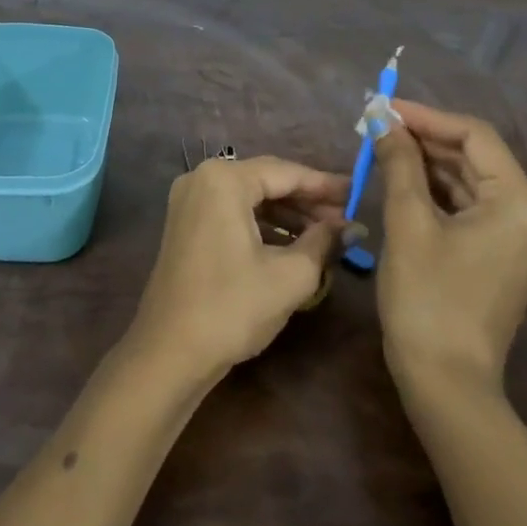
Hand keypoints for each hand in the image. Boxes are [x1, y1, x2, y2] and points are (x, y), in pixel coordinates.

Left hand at [126, 156, 348, 382]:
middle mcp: (201, 178)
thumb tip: (352, 227)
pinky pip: (232, 212)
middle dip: (307, 201)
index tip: (357, 193)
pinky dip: (262, 225)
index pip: (286, 173)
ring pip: (249, 198)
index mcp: (224, 180)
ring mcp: (189, 201)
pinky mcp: (185, 224)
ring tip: (326, 235)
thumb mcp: (290, 275)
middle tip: (346, 218)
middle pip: (266, 181)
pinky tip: (291, 244)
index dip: (325, 185)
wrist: (169, 352)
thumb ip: (324, 242)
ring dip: (287, 214)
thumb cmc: (232, 308)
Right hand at [374, 100, 526, 389]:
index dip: (427, 116)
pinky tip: (404, 180)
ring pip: (472, 183)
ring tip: (384, 147)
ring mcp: (522, 239)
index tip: (385, 107)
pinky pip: (472, 209)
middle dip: (426, 140)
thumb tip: (382, 119)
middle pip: (476, 159)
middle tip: (378, 125)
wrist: (445, 383)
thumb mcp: (408, 223)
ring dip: (429, 164)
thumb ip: (399, 162)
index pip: (475, 136)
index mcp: (520, 203)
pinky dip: (439, 193)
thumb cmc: (426, 298)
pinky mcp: (506, 257)